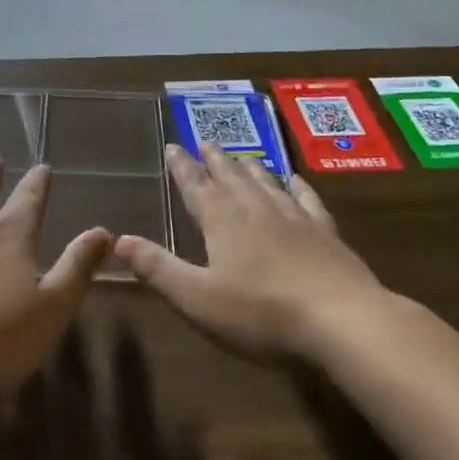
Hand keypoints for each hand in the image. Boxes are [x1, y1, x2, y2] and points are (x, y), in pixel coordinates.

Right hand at [115, 145, 385, 360]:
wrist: (340, 318)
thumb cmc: (260, 312)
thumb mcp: (197, 298)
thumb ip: (158, 268)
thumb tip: (118, 240)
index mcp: (222, 220)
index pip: (195, 185)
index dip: (181, 167)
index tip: (172, 146)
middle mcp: (255, 207)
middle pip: (230, 175)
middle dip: (213, 159)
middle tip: (204, 141)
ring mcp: (293, 216)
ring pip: (265, 181)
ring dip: (248, 166)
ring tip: (240, 156)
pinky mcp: (324, 231)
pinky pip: (306, 198)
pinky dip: (296, 185)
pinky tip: (294, 179)